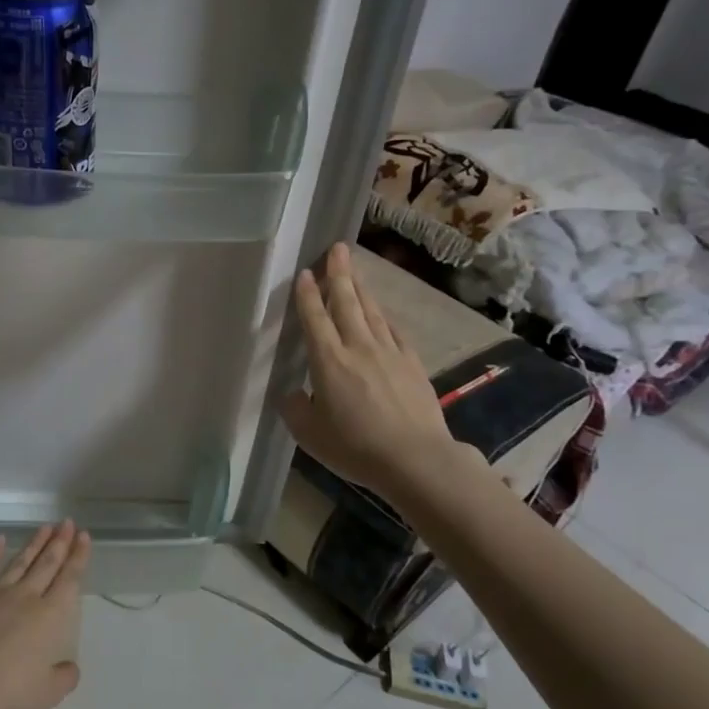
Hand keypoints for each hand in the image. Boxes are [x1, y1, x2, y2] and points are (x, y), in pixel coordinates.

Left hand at [0, 521, 89, 708]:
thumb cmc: (9, 691)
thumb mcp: (48, 692)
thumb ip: (64, 677)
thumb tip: (70, 667)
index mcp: (49, 616)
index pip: (69, 579)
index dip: (78, 557)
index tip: (84, 536)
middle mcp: (26, 597)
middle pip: (47, 564)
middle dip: (60, 542)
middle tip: (67, 522)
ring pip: (20, 562)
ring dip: (34, 544)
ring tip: (45, 527)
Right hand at [280, 242, 454, 497]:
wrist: (416, 459)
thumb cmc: (355, 447)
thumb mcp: (309, 434)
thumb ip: (295, 409)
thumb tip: (292, 393)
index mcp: (328, 361)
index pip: (315, 319)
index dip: (308, 295)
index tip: (306, 272)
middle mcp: (358, 347)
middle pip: (346, 303)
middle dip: (339, 274)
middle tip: (337, 249)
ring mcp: (389, 353)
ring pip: (372, 312)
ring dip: (361, 289)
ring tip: (354, 271)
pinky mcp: (412, 364)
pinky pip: (394, 331)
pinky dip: (385, 317)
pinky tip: (382, 313)